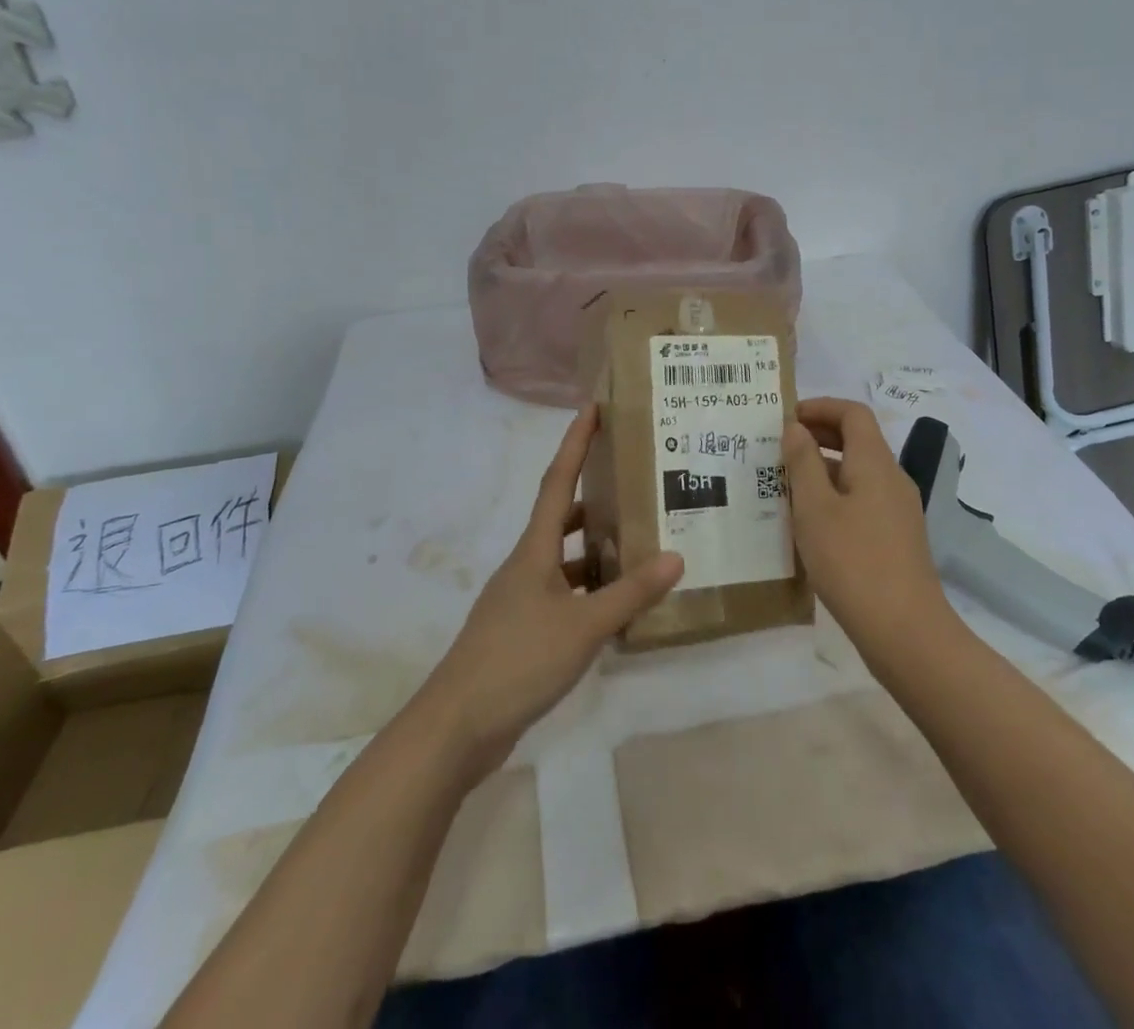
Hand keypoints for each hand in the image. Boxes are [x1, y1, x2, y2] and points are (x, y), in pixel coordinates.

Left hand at [412, 405, 682, 780]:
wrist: (457, 726)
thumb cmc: (518, 660)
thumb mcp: (583, 627)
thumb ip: (630, 593)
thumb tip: (676, 556)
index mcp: (534, 550)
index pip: (557, 481)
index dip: (575, 442)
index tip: (592, 408)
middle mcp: (525, 565)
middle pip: (560, 517)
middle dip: (592, 495)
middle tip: (632, 482)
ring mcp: (520, 599)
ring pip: (563, 559)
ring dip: (594, 549)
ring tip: (636, 542)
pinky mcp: (521, 631)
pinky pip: (562, 594)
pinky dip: (588, 591)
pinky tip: (614, 606)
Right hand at [783, 397, 952, 655]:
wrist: (905, 632)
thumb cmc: (852, 561)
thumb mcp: (814, 508)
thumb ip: (803, 463)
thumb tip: (796, 428)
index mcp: (875, 463)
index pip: (853, 413)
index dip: (820, 407)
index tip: (786, 418)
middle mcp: (892, 479)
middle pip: (859, 440)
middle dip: (820, 435)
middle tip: (780, 447)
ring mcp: (898, 511)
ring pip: (859, 472)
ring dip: (824, 468)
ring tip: (786, 484)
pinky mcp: (897, 539)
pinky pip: (863, 500)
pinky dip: (836, 495)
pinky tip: (811, 522)